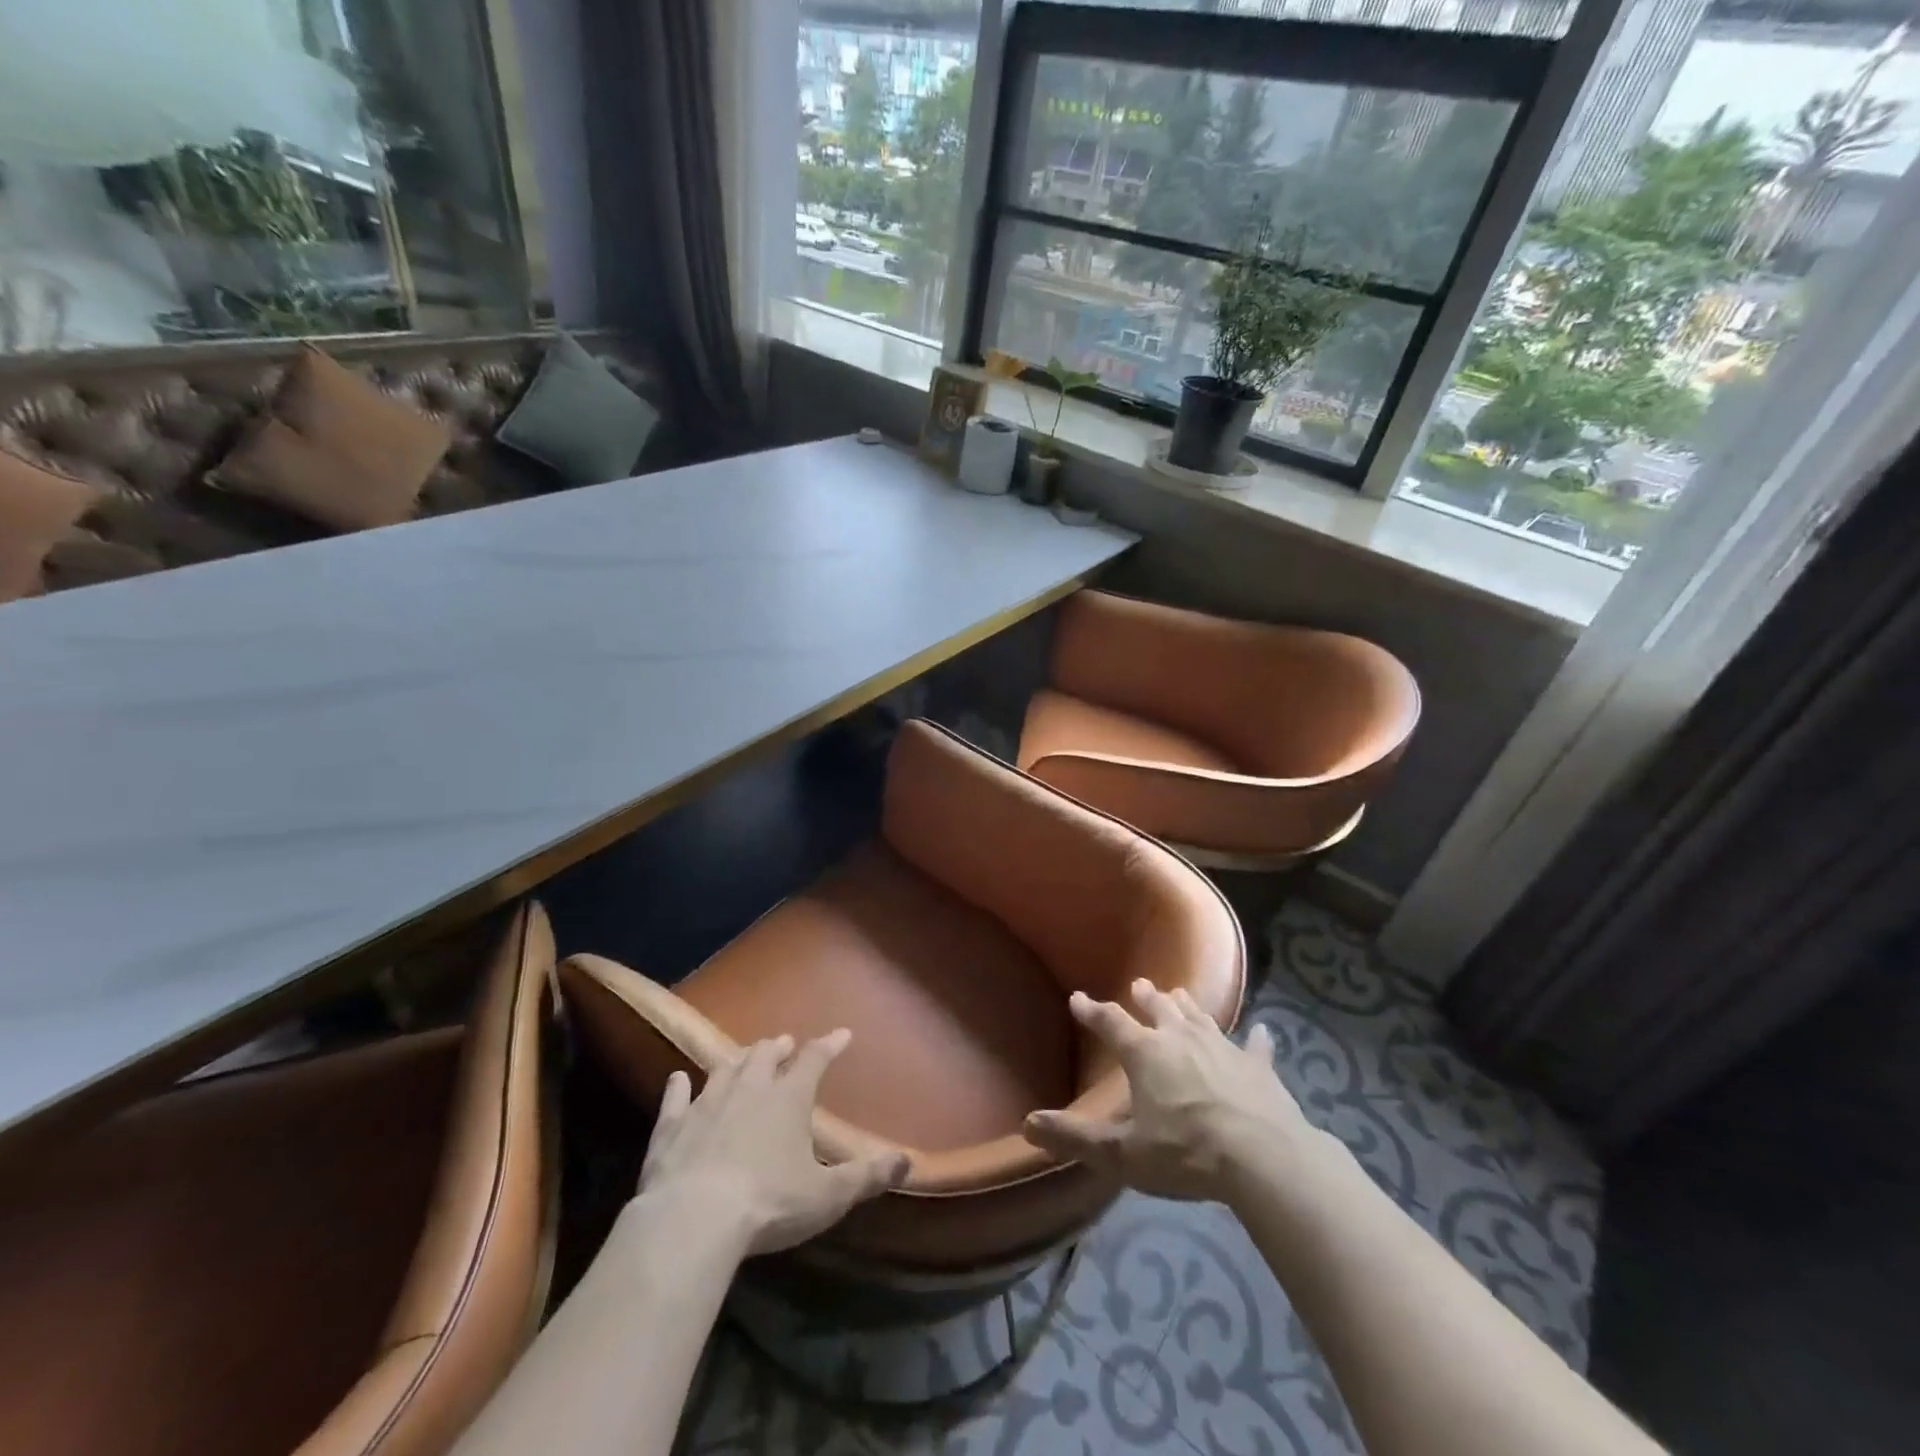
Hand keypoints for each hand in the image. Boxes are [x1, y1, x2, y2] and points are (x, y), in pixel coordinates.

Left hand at [636, 1031, 909, 1255]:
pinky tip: (677, 1079)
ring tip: (744, 1056)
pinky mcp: (671, 1127)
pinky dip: (678, 1088)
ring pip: (724, 1069)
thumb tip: (907, 1160)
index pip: (815, 1060)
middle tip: (785, 1044)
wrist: (692, 1220)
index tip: (842, 1034)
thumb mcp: (828, 1195)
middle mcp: (749, 1088)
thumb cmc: (770, 1203)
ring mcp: (706, 1104)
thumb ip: (867, 1175)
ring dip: (738, 1061)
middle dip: (778, 1048)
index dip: (830, 1045)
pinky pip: (675, 1099)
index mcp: (789, 1097)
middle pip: (764, 1056)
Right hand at [1024, 979, 1313, 1202]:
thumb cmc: (1185, 1152)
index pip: (1110, 1023)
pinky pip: (1256, 1046)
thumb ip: (1076, 1138)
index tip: (1078, 998)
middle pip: (1160, 1009)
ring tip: (1180, 995)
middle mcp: (1180, 1037)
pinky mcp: (1258, 1066)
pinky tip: (1263, 1031)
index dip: (1092, 1011)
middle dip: (1147, 997)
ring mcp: (1223, 1047)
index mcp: (1145, 1052)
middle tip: (1140, 985)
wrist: (1262, 1156)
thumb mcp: (1122, 1153)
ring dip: (1187, 1006)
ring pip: (1200, 1016)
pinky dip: (1257, 1039)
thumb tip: (1028, 1124)